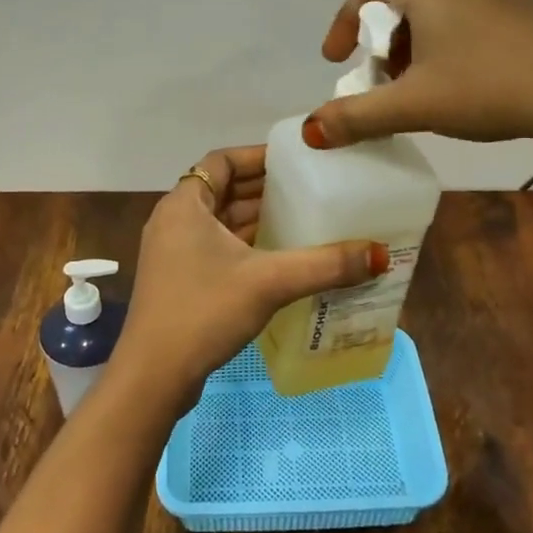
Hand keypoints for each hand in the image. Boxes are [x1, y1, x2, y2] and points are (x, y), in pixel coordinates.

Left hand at [111, 145, 387, 407]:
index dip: (257, 156)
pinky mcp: (178, 280)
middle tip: (308, 189)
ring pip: (219, 222)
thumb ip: (324, 265)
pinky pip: (215, 247)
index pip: (221, 161)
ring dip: (255, 219)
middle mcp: (174, 220)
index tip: (294, 161)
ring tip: (302, 219)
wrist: (153, 376)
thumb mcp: (269, 282)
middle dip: (263, 189)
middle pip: (222, 190)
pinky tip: (278, 258)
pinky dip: (244, 245)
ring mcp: (173, 252)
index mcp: (184, 204)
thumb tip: (379, 254)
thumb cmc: (204, 311)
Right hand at [303, 0, 532, 154]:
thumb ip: (357, 116)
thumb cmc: (489, 86)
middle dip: (382, 42)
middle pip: (400, 0)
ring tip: (419, 88)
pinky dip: (445, 43)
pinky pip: (465, 15)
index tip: (338, 62)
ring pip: (434, 9)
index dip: (344, 24)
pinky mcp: (521, 6)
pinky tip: (460, 82)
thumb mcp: (415, 105)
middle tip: (382, 82)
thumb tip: (310, 132)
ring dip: (414, 45)